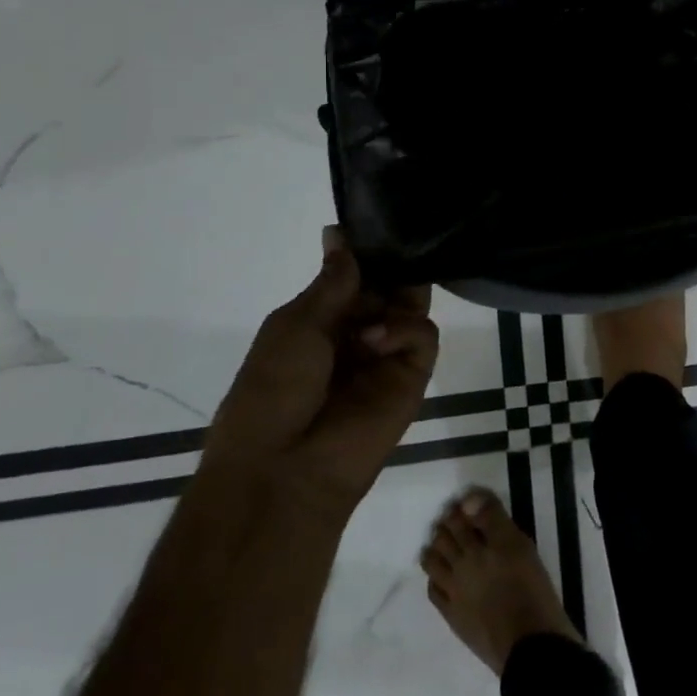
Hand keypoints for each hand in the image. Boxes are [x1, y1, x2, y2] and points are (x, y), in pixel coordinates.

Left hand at [204, 226, 438, 516]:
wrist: (282, 469)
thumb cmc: (272, 391)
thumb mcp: (295, 324)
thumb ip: (333, 281)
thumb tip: (338, 232)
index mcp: (321, 323)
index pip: (355, 276)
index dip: (365, 254)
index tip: (378, 226)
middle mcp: (358, 334)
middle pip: (390, 287)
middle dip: (392, 270)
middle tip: (397, 253)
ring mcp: (387, 356)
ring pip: (412, 306)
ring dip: (398, 298)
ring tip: (375, 315)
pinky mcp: (414, 377)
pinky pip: (424, 336)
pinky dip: (406, 329)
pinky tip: (377, 340)